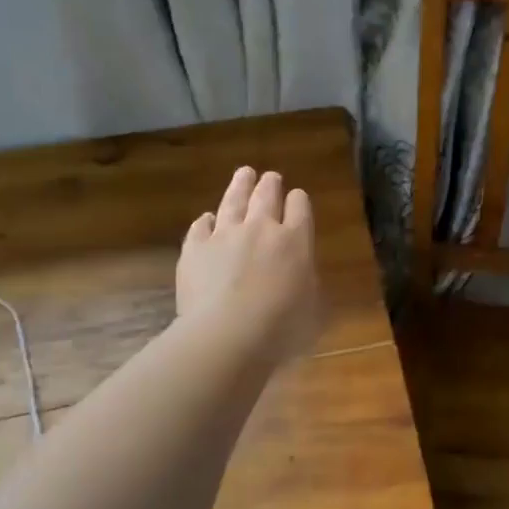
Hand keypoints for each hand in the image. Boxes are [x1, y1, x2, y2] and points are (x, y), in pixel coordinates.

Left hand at [177, 167, 322, 363]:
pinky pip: (200, 226)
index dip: (299, 201)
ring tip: (244, 173)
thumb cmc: (281, 329)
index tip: (298, 198)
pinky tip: (207, 218)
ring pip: (233, 201)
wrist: (227, 334)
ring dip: (240, 186)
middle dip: (270, 185)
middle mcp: (261, 229)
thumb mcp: (313, 311)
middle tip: (271, 177)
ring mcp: (224, 235)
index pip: (300, 208)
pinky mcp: (194, 248)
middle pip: (266, 196)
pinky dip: (206, 220)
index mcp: (295, 241)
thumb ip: (309, 286)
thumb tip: (305, 279)